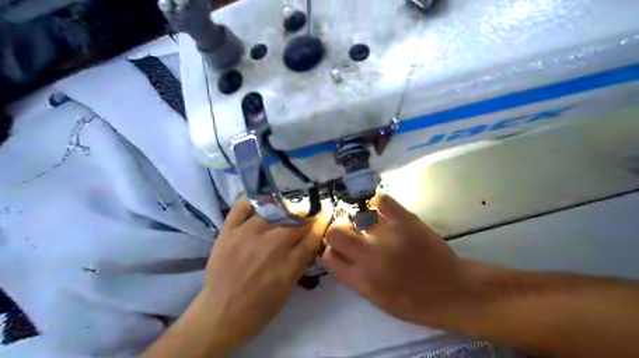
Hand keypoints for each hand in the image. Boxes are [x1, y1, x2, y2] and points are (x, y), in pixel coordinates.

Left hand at [199, 196, 331, 348]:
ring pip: (275, 209)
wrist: (220, 315)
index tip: (327, 210)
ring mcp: (248, 234)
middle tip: (311, 207)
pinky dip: (253, 198)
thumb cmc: (259, 308)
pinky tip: (263, 196)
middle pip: (297, 219)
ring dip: (286, 204)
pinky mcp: (229, 231)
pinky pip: (242, 206)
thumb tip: (312, 238)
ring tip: (290, 201)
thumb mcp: (289, 288)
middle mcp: (272, 244)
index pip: (313, 234)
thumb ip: (302, 261)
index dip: (323, 220)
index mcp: (289, 263)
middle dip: (309, 211)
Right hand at [325, 195, 473, 325]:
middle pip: (335, 232)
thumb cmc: (415, 302)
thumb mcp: (377, 299)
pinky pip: (381, 200)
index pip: (329, 257)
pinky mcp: (405, 221)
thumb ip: (355, 278)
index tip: (339, 248)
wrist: (452, 292)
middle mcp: (369, 257)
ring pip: (356, 216)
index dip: (331, 250)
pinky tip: (382, 209)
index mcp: (361, 279)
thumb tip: (341, 255)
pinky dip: (378, 202)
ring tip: (368, 221)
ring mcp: (387, 237)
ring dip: (358, 218)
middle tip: (350, 231)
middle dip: (338, 230)